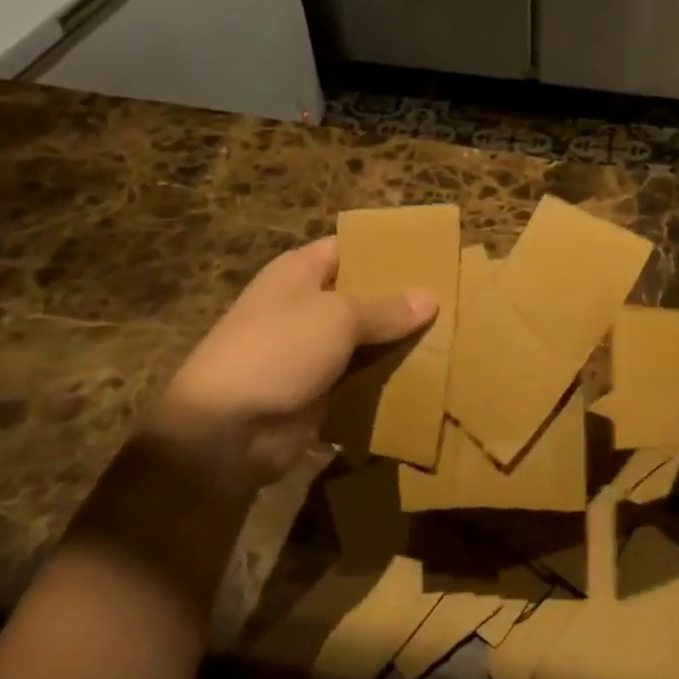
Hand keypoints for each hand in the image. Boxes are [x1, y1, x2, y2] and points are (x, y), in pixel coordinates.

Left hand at [146, 237, 436, 491]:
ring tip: (452, 336)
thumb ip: (387, 308)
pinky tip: (428, 376)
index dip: (387, 250)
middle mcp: (304, 307)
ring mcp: (309, 352)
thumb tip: (431, 297)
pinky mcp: (317, 392)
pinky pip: (360, 378)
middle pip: (361, 295)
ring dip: (398, 342)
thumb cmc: (278, 351)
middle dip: (402, 299)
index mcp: (299, 273)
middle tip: (453, 298)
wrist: (225, 431)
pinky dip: (386, 378)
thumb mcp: (338, 317)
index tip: (432, 255)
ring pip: (365, 340)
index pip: (350, 247)